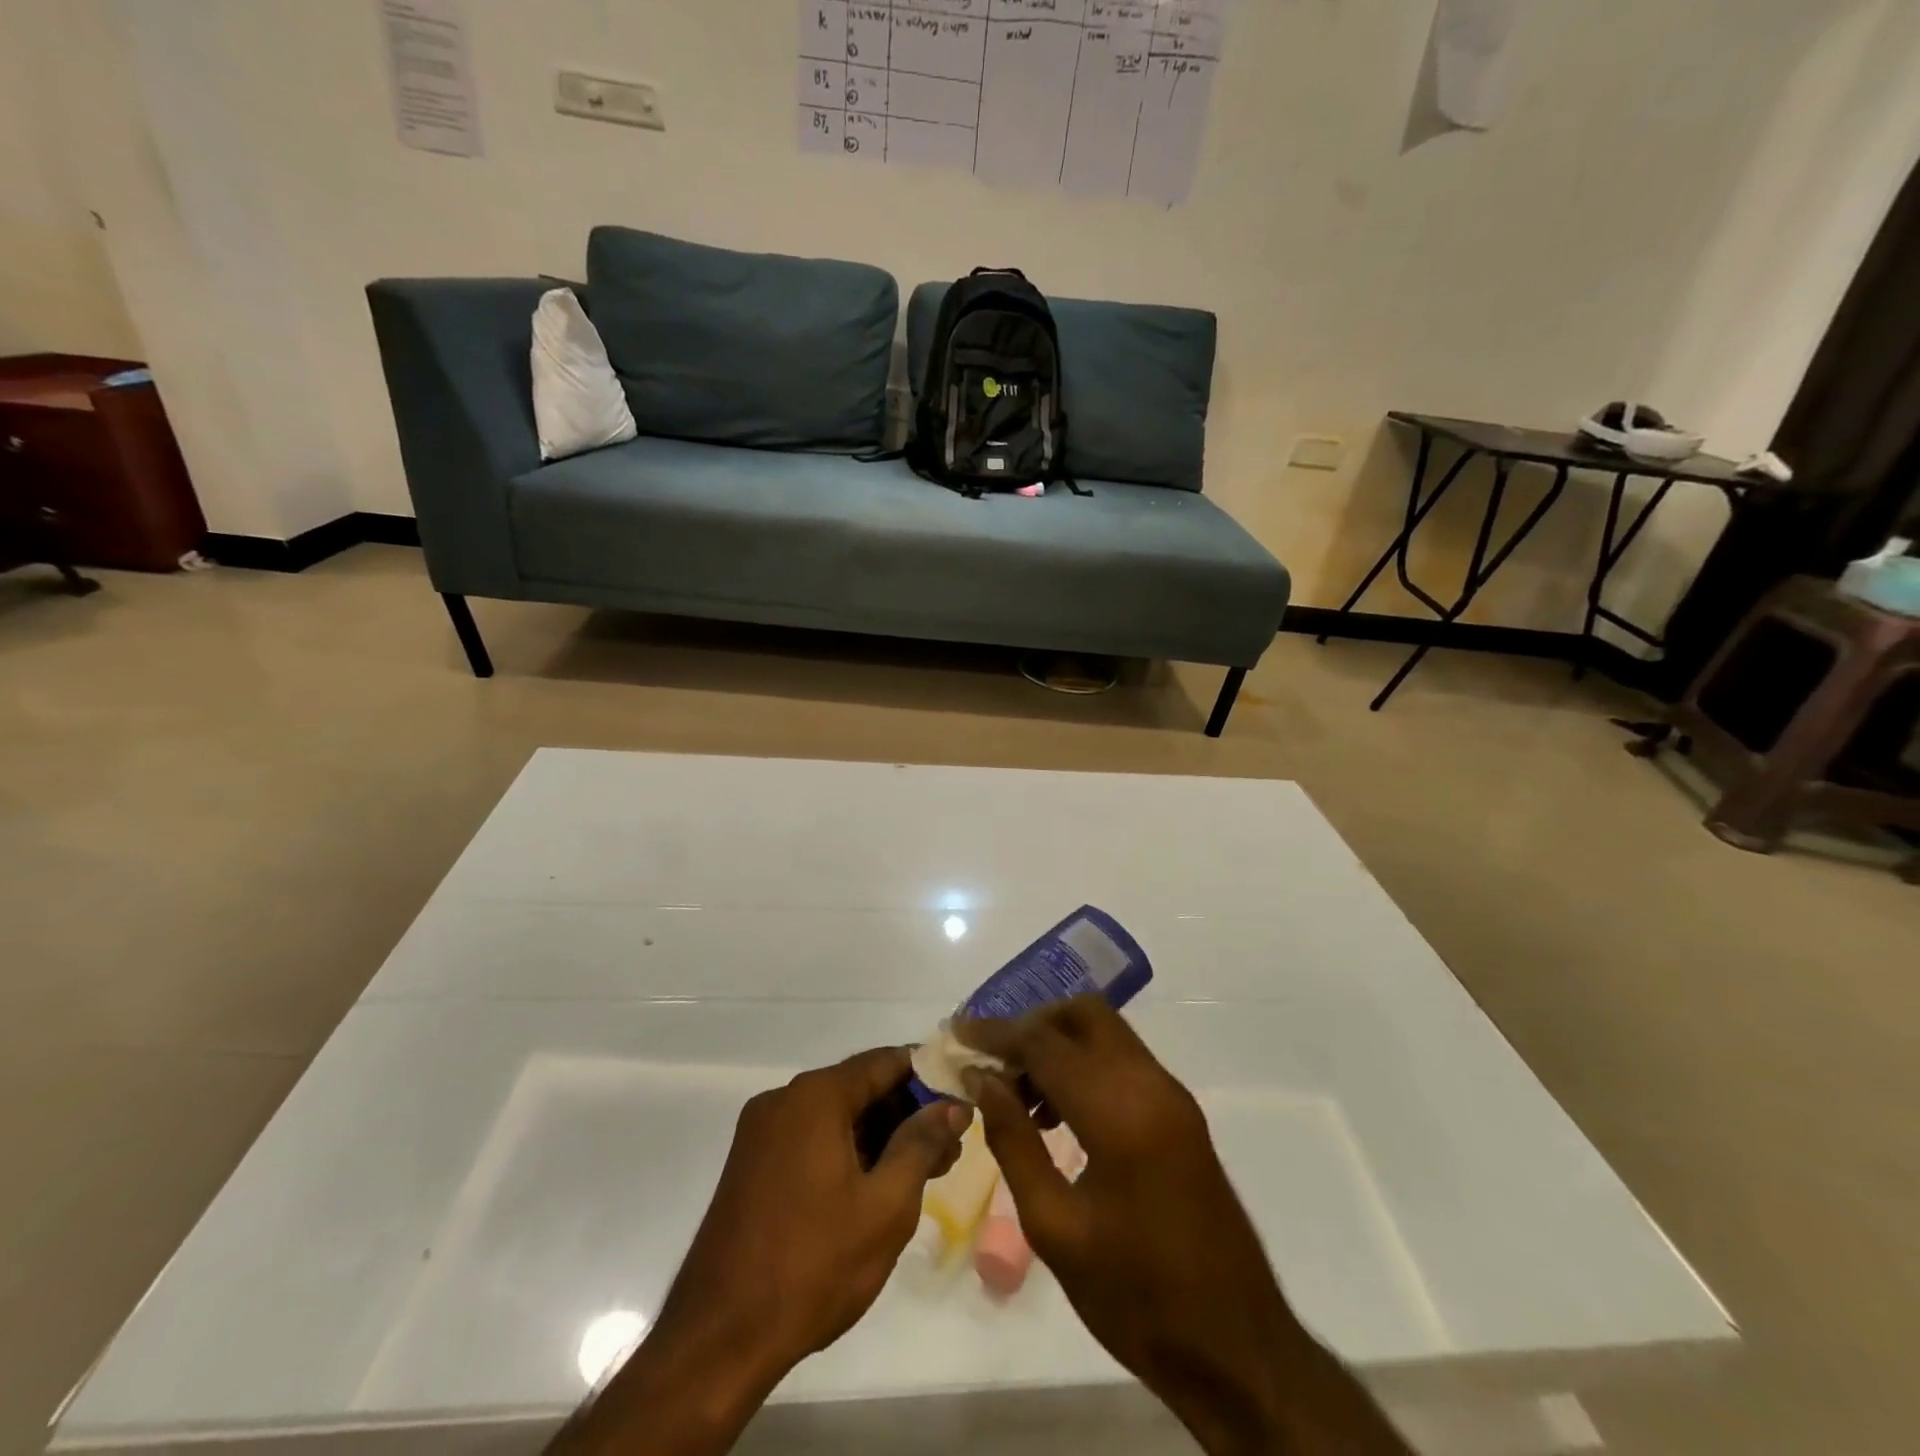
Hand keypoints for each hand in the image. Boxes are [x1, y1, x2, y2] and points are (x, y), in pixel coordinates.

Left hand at [559, 1047, 969, 1455]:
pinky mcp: (751, 1164)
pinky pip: (811, 1138)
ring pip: (836, 1116)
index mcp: (816, 1096)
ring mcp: (761, 1132)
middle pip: (859, 1087)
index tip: (961, 1100)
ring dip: (879, 1135)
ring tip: (922, 1171)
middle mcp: (784, 1100)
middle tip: (948, 1148)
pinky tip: (875, 1184)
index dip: (929, 1077)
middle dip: (906, 1112)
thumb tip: (952, 1104)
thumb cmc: (814, 1264)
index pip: (885, 1061)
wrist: (720, 1338)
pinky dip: (846, 1151)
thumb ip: (922, 1142)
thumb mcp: (886, 1204)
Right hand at [958, 998, 1409, 1455]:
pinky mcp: (1180, 1113)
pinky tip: (1057, 1112)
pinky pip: (1123, 1061)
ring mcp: (1172, 1095)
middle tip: (992, 1063)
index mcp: (1119, 1111)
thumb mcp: (1055, 1228)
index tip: (956, 1034)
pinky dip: (1084, 1064)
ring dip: (1058, 1044)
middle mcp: (1150, 1084)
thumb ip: (1013, 1141)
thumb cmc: (1135, 1297)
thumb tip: (982, 1080)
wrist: (1236, 1348)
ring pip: (1105, 1033)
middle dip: (1032, 1025)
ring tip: (1018, 1095)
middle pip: (1083, 1014)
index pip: (1045, 1043)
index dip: (995, 1033)